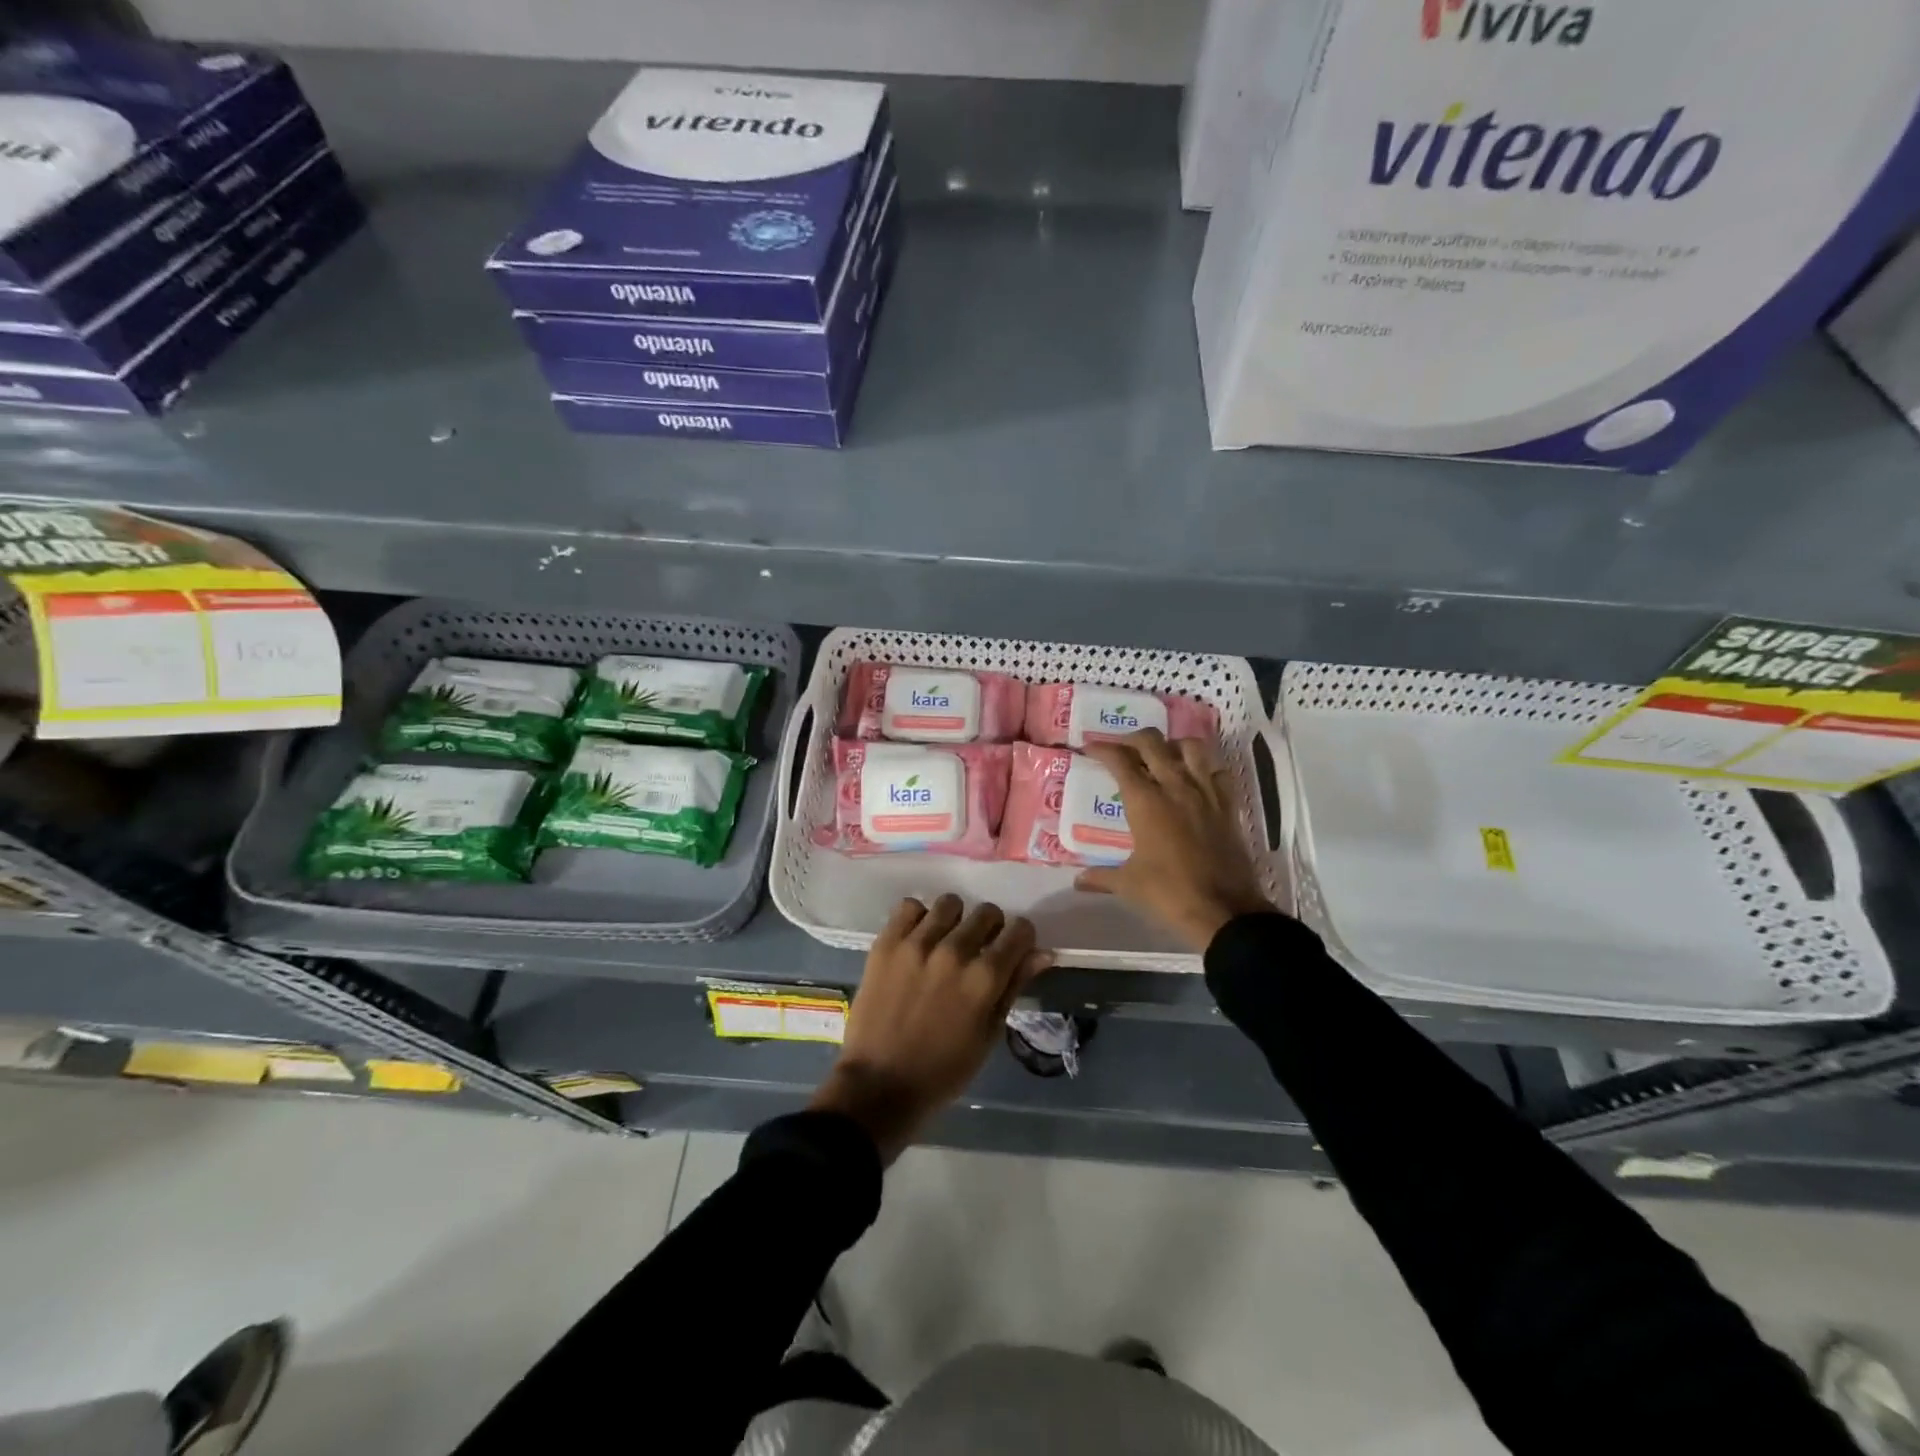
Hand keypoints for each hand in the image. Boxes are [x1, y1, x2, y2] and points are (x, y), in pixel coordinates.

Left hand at [810, 895, 1051, 1161]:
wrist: (879, 1084)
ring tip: (945, 942)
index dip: (1021, 938)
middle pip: (986, 912)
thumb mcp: (989, 1034)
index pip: (1019, 930)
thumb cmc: (943, 1070)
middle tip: (978, 949)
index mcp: (984, 978)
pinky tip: (918, 939)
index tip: (1013, 949)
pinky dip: (918, 918)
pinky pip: (909, 907)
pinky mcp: (886, 943)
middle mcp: (954, 951)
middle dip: (990, 928)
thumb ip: (1014, 986)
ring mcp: (916, 944)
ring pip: (950, 903)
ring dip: (955, 920)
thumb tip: (1043, 953)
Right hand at [1078, 730, 1274, 951]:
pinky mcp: (1228, 806)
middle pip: (1152, 743)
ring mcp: (1206, 793)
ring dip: (1172, 745)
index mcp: (1145, 802)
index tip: (1090, 749)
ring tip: (1161, 757)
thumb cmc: (1169, 893)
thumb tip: (1078, 881)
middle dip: (1132, 739)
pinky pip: (1218, 771)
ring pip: (1190, 747)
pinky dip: (1205, 767)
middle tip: (1122, 750)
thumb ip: (1101, 877)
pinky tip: (1196, 779)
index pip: (1120, 760)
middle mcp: (1175, 787)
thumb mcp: (1129, 884)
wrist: (1224, 910)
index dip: (1102, 749)